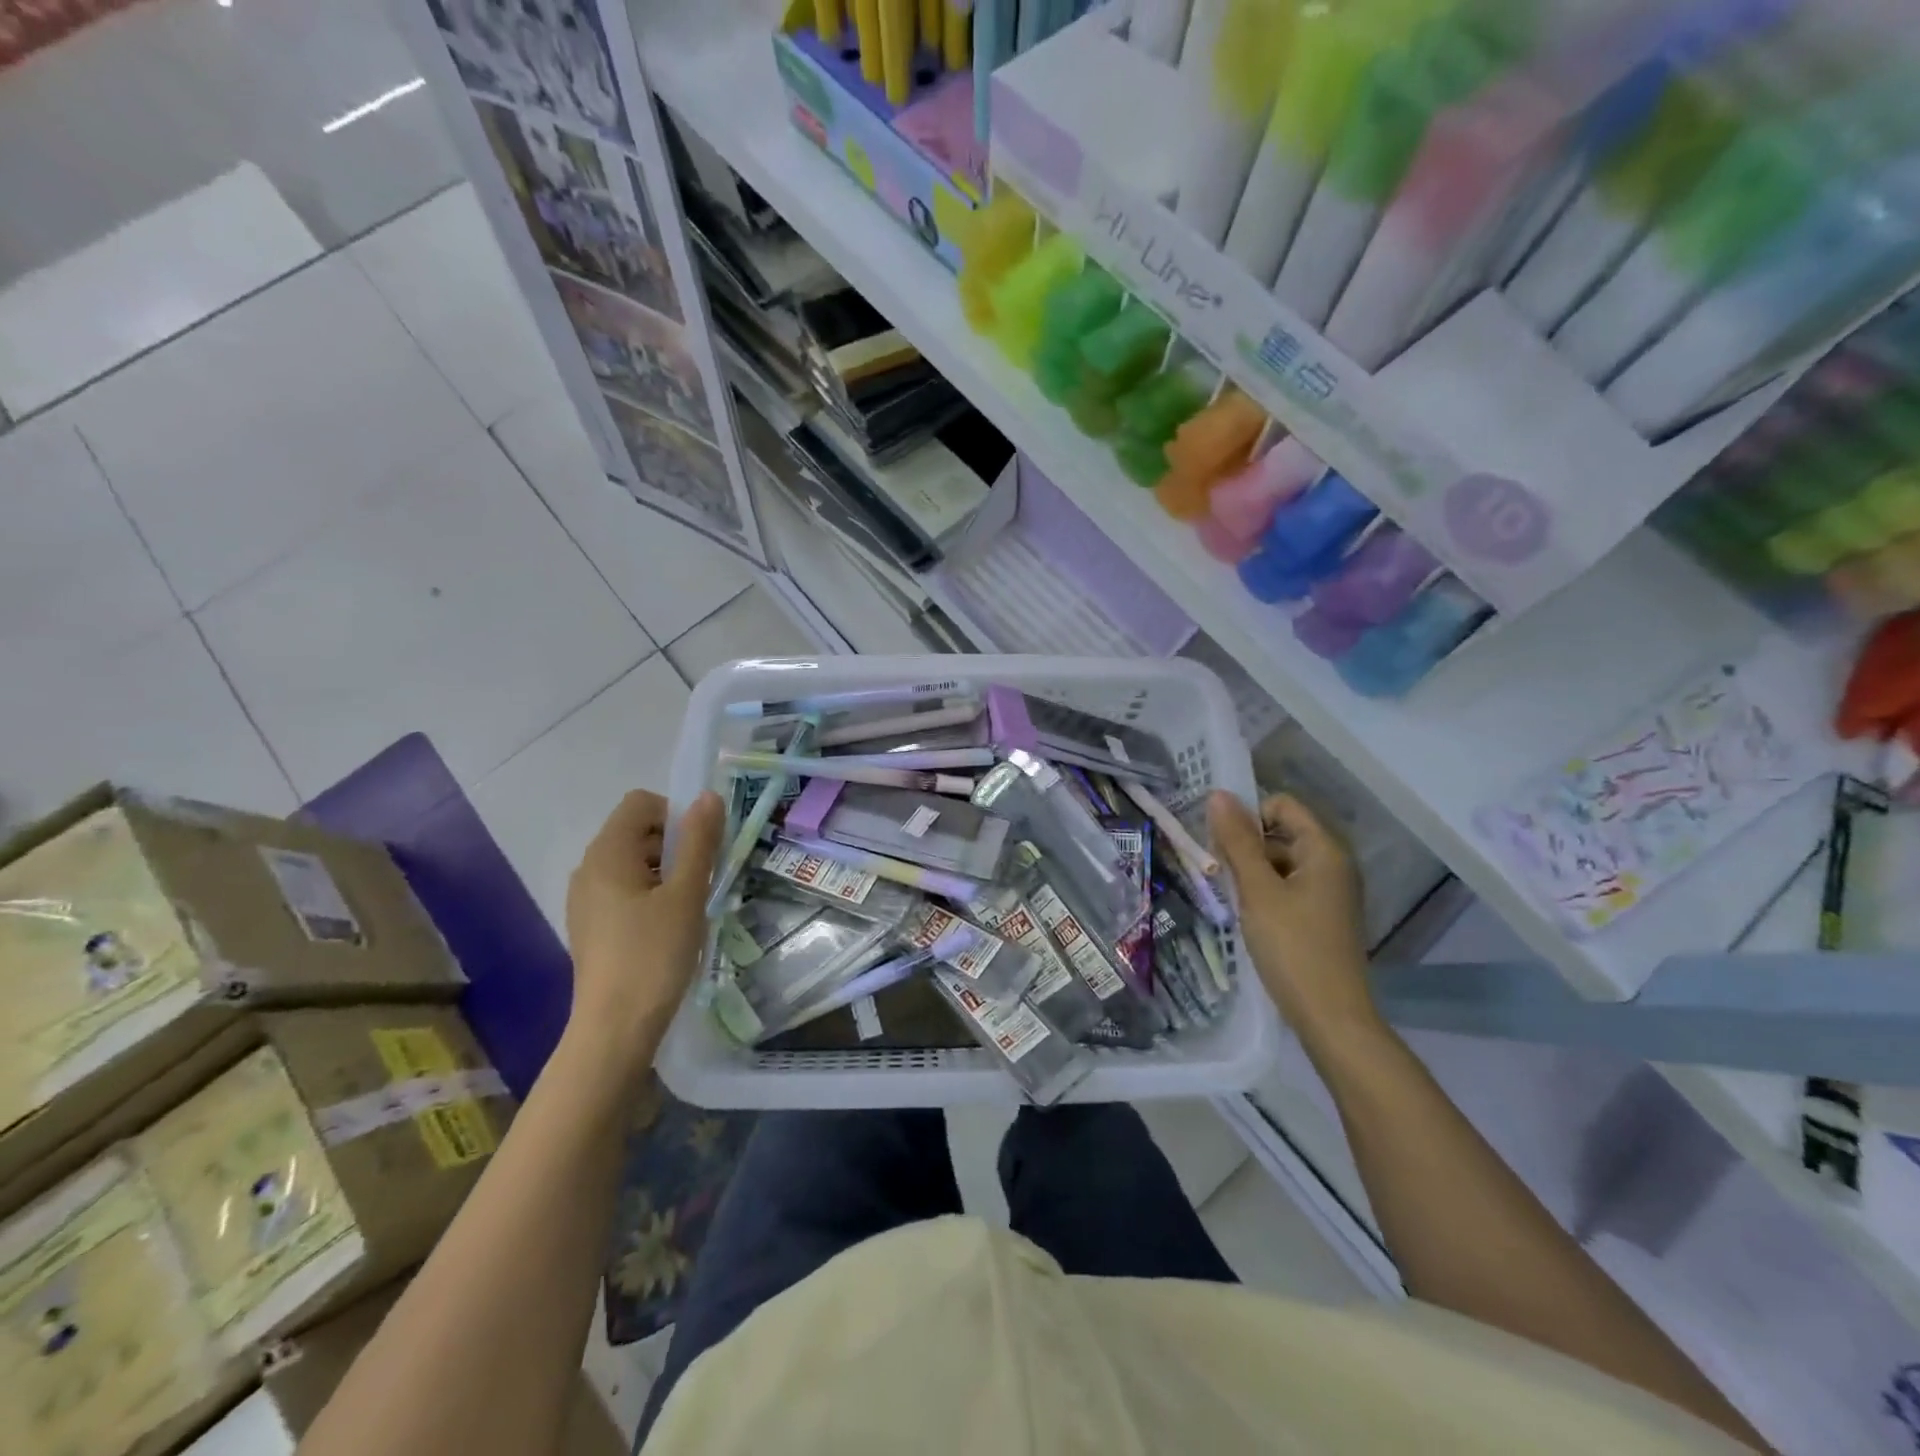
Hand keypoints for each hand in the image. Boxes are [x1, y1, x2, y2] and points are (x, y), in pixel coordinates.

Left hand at [565, 789, 724, 1060]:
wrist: (615, 1028)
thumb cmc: (654, 954)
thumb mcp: (687, 894)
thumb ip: (698, 841)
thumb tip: (709, 797)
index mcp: (607, 853)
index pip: (641, 803)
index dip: (675, 814)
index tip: (700, 850)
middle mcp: (589, 868)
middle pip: (636, 831)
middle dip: (674, 845)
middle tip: (701, 881)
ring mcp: (585, 899)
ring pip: (632, 863)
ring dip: (665, 872)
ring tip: (688, 908)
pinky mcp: (590, 925)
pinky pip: (623, 890)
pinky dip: (649, 895)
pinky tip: (667, 928)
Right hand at [1208, 791, 1377, 1039]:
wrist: (1331, 1017)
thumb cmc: (1293, 947)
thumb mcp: (1258, 891)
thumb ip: (1238, 841)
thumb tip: (1218, 794)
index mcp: (1325, 850)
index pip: (1282, 805)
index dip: (1248, 817)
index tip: (1222, 847)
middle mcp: (1334, 864)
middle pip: (1281, 832)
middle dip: (1246, 845)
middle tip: (1221, 873)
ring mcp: (1330, 891)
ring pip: (1282, 861)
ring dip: (1253, 871)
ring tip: (1233, 897)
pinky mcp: (1323, 915)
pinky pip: (1289, 886)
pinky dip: (1266, 892)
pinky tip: (1250, 915)